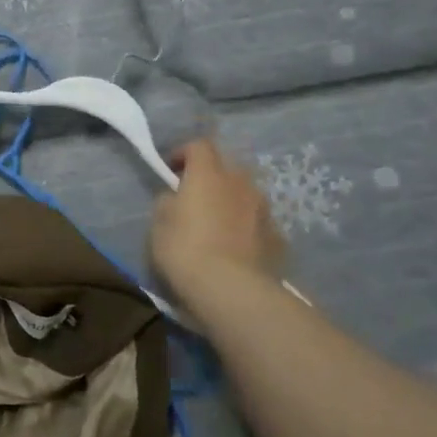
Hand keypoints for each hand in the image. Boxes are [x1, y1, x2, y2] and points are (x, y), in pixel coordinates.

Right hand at [150, 139, 289, 306]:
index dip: (184, 153)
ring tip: (217, 225)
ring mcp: (263, 209)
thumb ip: (167, 202)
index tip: (171, 170)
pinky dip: (247, 227)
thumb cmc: (185, 250)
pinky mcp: (277, 236)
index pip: (200, 145)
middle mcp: (240, 183)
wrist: (232, 290)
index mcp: (208, 174)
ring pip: (245, 194)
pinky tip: (236, 248)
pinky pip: (257, 222)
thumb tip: (176, 198)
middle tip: (195, 197)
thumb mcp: (159, 224)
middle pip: (226, 166)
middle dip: (211, 176)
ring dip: (231, 201)